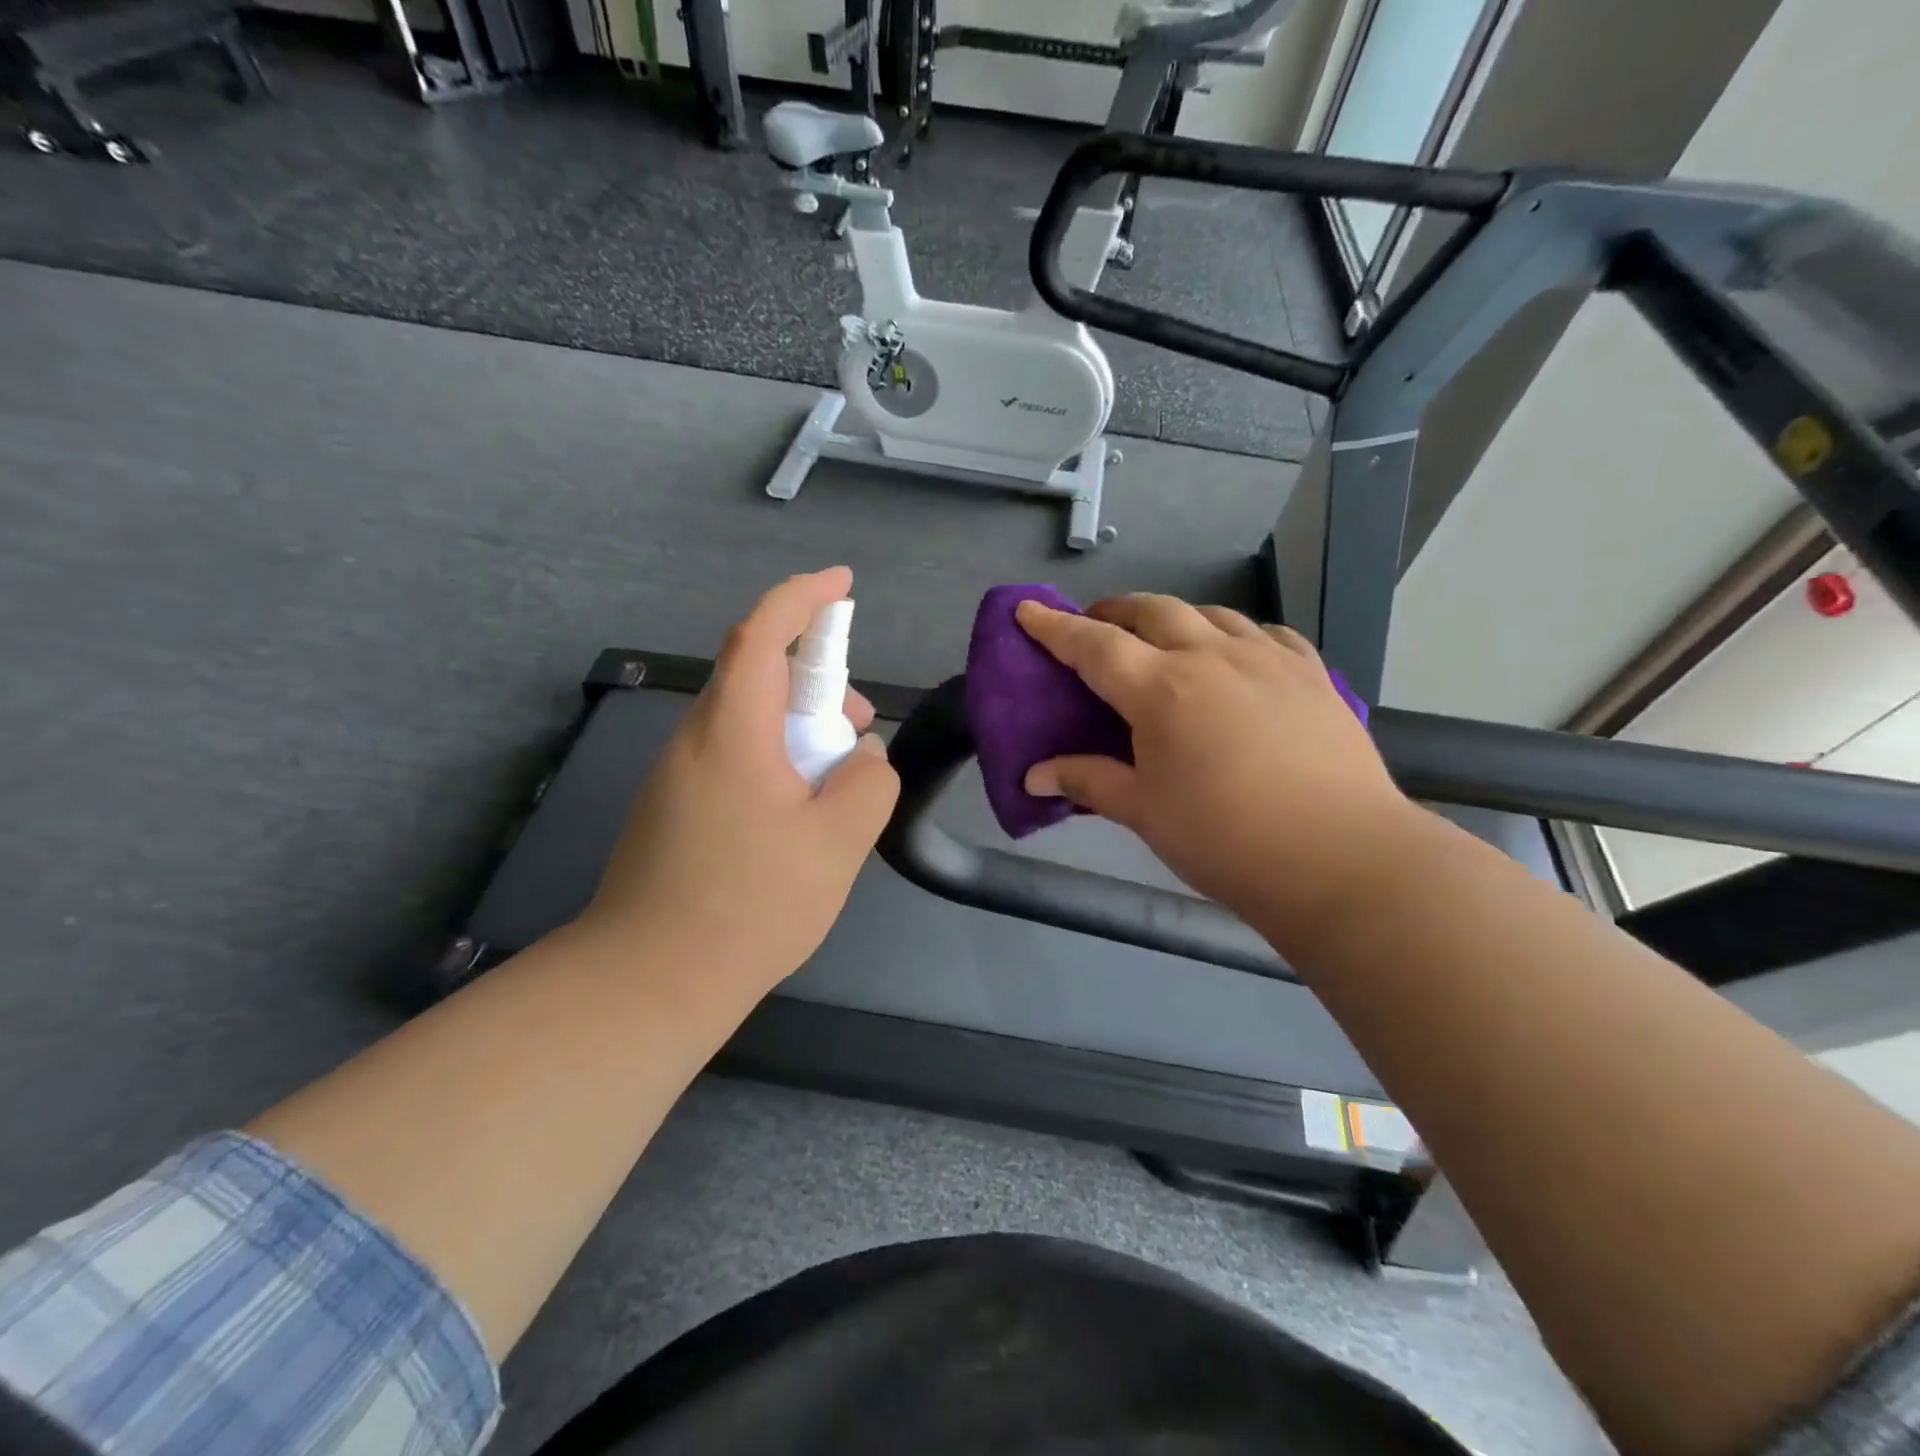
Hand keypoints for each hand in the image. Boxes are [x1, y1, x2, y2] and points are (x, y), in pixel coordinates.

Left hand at [578, 568, 899, 993]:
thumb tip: (859, 758)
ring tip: (836, 781)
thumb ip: (867, 782)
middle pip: (757, 677)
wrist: (648, 981)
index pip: (762, 635)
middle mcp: (695, 741)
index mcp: (731, 732)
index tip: (842, 583)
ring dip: (797, 729)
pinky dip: (774, 760)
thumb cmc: (750, 905)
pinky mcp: (673, 810)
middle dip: (816, 683)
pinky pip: (732, 758)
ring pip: (746, 722)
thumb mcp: (838, 842)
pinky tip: (797, 815)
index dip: (802, 598)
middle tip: (856, 730)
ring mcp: (677, 777)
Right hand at [1016, 594, 1413, 934]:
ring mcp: (1267, 659)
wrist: (1341, 858)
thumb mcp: (1144, 812)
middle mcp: (1212, 657)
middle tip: (1096, 626)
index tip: (1028, 609)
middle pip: (1153, 611)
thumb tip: (1033, 776)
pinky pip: (1266, 634)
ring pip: (1211, 614)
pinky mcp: (1311, 674)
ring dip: (1175, 617)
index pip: (1093, 646)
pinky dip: (1236, 634)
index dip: (1054, 627)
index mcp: (1161, 690)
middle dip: (1115, 611)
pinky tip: (1236, 654)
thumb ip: (1088, 781)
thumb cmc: (1225, 839)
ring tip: (1163, 639)